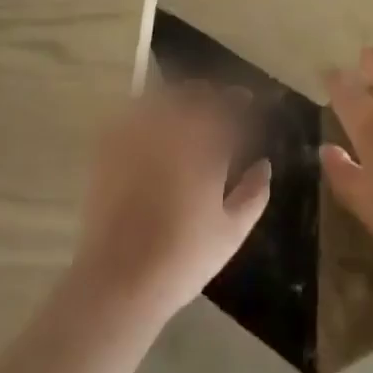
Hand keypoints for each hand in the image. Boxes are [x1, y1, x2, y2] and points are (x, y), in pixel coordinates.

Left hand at [68, 82, 270, 323]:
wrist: (119, 279)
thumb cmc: (183, 258)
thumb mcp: (232, 232)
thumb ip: (254, 193)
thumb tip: (264, 164)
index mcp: (205, 148)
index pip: (227, 109)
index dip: (239, 100)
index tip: (246, 99)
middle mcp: (171, 131)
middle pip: (193, 95)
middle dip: (209, 93)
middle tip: (217, 101)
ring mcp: (136, 136)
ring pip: (161, 98)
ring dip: (178, 97)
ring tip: (185, 106)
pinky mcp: (109, 148)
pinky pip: (128, 114)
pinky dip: (144, 109)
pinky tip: (149, 119)